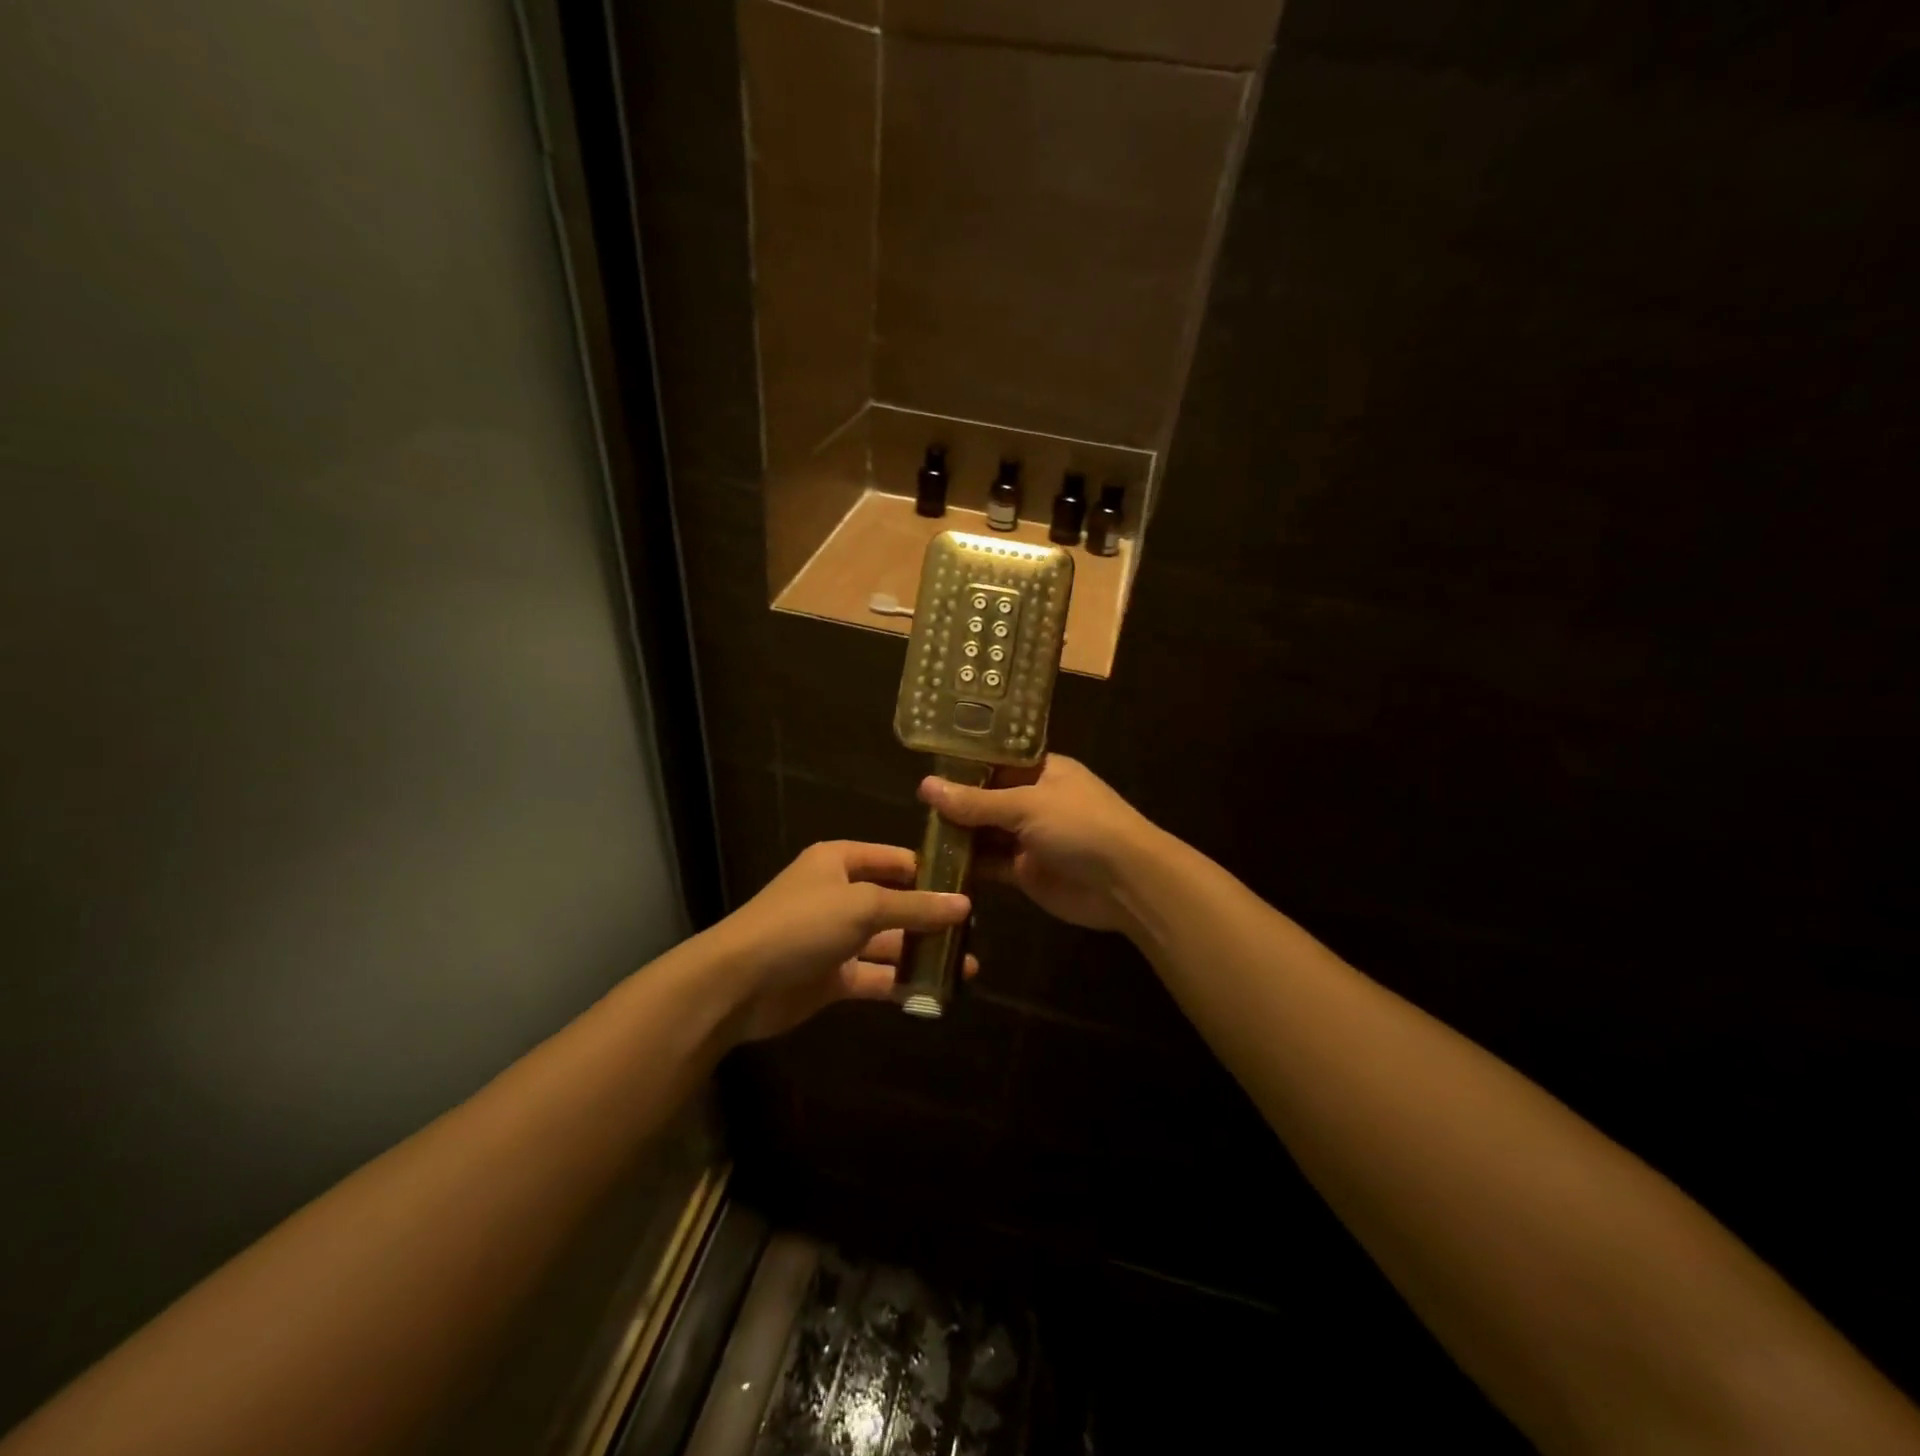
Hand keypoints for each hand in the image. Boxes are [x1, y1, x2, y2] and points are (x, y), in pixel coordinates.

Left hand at [702, 840, 973, 1042]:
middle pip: (895, 902)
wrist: (736, 984)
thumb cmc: (800, 925)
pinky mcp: (832, 977)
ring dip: (922, 953)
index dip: (932, 871)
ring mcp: (835, 938)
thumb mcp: (862, 906)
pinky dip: (900, 983)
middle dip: (932, 918)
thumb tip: (964, 905)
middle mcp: (839, 895)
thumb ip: (915, 907)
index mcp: (839, 862)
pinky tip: (935, 992)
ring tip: (966, 967)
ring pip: (888, 942)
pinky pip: (874, 976)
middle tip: (974, 933)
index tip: (972, 886)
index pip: (895, 860)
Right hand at [918, 755, 1158, 933]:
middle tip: (912, 807)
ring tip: (916, 834)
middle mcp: (1033, 800)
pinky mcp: (1025, 871)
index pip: (994, 761)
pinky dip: (968, 866)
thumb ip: (976, 801)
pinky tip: (936, 864)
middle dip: (954, 804)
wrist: (1126, 883)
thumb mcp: (1027, 805)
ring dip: (958, 836)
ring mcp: (1029, 837)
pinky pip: (990, 864)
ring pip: (985, 833)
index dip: (962, 765)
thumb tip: (925, 786)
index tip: (925, 768)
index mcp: (1040, 770)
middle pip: (985, 798)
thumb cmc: (1081, 826)